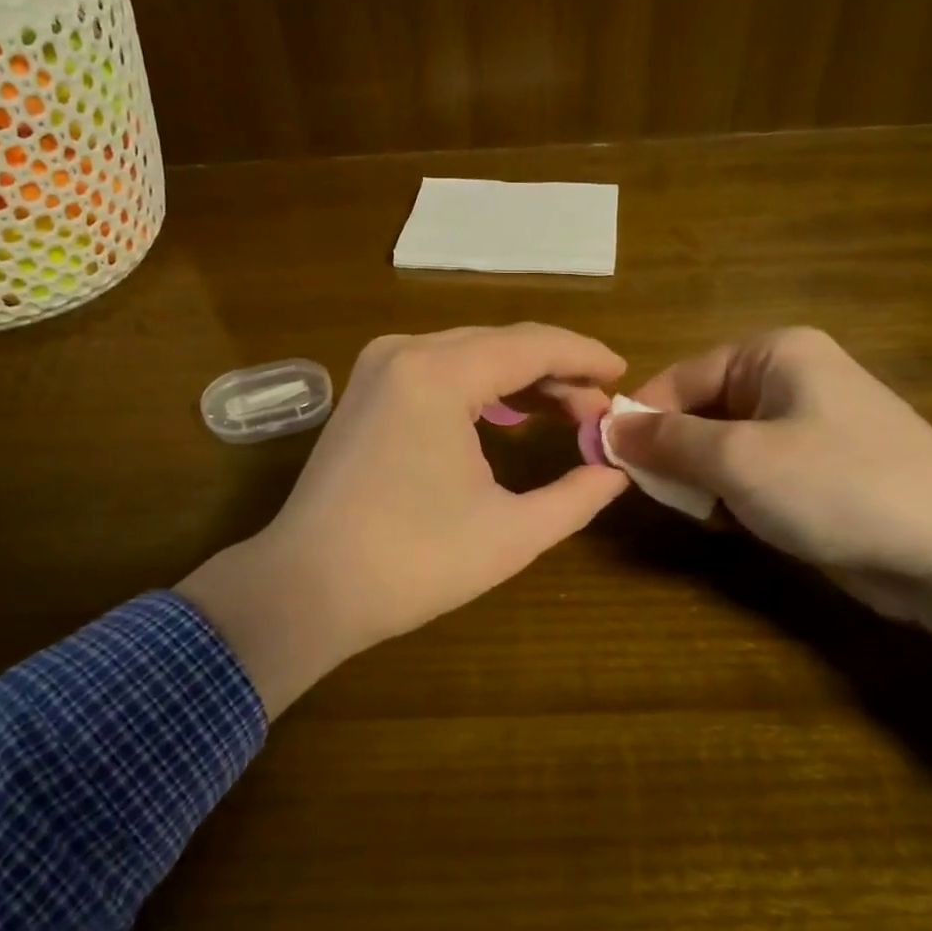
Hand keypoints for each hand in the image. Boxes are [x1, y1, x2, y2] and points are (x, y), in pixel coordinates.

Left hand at [178, 324, 628, 714]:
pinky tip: (508, 412)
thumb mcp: (511, 533)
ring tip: (566, 411)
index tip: (624, 376)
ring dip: (519, 377)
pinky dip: (479, 386)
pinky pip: (437, 370)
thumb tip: (617, 471)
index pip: (533, 344)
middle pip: (500, 343)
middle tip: (598, 410)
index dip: (585, 357)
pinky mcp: (364, 390)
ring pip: (468, 353)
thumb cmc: (412, 563)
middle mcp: (405, 352)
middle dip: (556, 371)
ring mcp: (377, 367)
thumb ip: (576, 496)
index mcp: (439, 374)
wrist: (307, 587)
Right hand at [607, 328, 931, 735]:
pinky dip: (736, 497)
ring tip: (712, 515)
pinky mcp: (819, 468)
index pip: (679, 377)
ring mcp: (808, 424)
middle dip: (677, 456)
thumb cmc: (838, 487)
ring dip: (705, 482)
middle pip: (700, 411)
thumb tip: (606, 428)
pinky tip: (741, 524)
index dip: (640, 420)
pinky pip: (753, 472)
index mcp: (773, 354)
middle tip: (668, 498)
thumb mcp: (737, 460)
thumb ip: (665, 441)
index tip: (610, 463)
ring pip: (722, 447)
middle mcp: (790, 378)